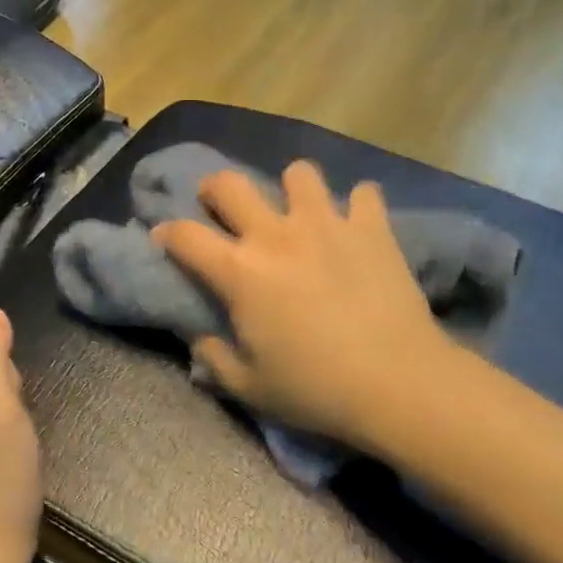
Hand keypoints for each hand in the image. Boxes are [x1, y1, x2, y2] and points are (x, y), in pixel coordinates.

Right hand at [152, 161, 454, 445]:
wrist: (397, 383)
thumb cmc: (315, 389)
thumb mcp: (249, 388)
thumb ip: (214, 360)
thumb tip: (201, 341)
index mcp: (239, 273)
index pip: (184, 236)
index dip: (166, 232)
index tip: (165, 239)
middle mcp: (276, 235)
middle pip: (230, 184)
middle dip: (215, 189)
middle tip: (222, 208)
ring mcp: (327, 224)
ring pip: (299, 174)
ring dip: (293, 189)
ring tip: (300, 213)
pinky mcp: (372, 228)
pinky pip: (363, 193)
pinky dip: (357, 206)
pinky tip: (358, 227)